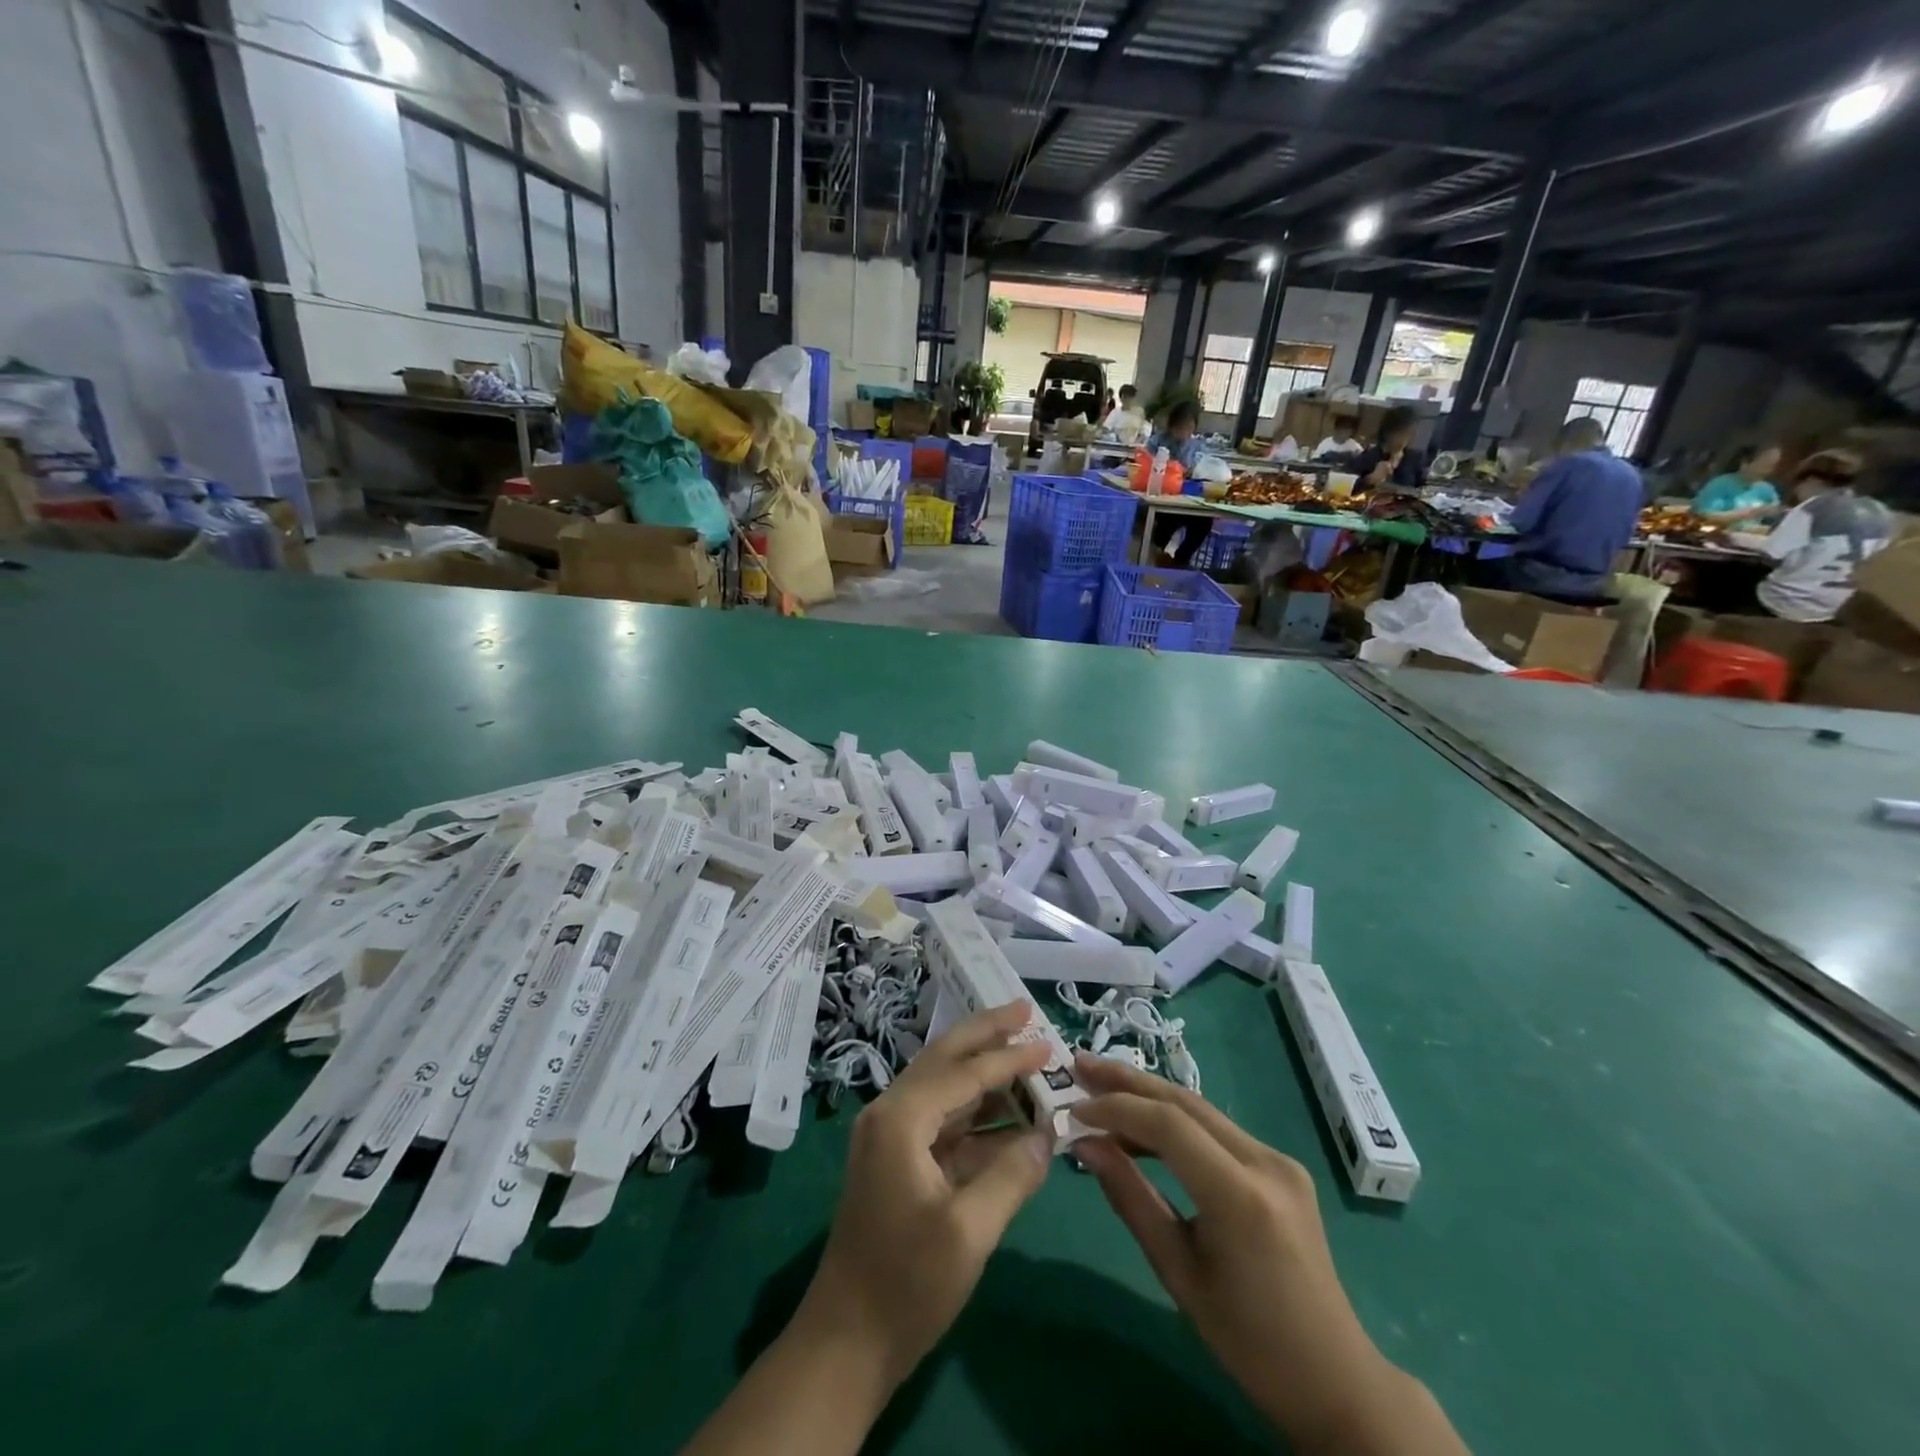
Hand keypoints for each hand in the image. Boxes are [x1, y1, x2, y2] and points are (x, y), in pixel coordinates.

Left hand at [796, 1002, 1054, 1390]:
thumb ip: (1013, 1174)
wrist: (845, 1342)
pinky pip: (942, 1120)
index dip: (1009, 1057)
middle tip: (1024, 1010)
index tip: (1047, 1043)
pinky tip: (1008, 1114)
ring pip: (943, 1086)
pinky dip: (976, 1112)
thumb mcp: (970, 1231)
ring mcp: (891, 1137)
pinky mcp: (898, 1162)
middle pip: (945, 1058)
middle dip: (985, 1033)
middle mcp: (891, 1113)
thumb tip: (1050, 1134)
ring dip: (983, 1071)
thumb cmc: (906, 1285)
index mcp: (901, 1119)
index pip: (964, 1072)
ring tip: (1024, 1053)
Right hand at [1072, 1056, 1464, 1453]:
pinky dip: (1174, 1121)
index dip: (1116, 1109)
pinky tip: (1142, 1125)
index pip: (1168, 1125)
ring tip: (1099, 1086)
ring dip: (1148, 1096)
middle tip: (1079, 1065)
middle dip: (1127, 1081)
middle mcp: (1265, 1162)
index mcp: (1241, 1196)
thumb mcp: (1178, 1273)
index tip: (1073, 1109)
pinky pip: (1216, 1129)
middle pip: (1185, 1102)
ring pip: (1200, 1109)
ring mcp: (1277, 1159)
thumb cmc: (1249, 1341)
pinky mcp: (1279, 1164)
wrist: (1334, 1376)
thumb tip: (1085, 1145)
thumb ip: (1131, 1198)